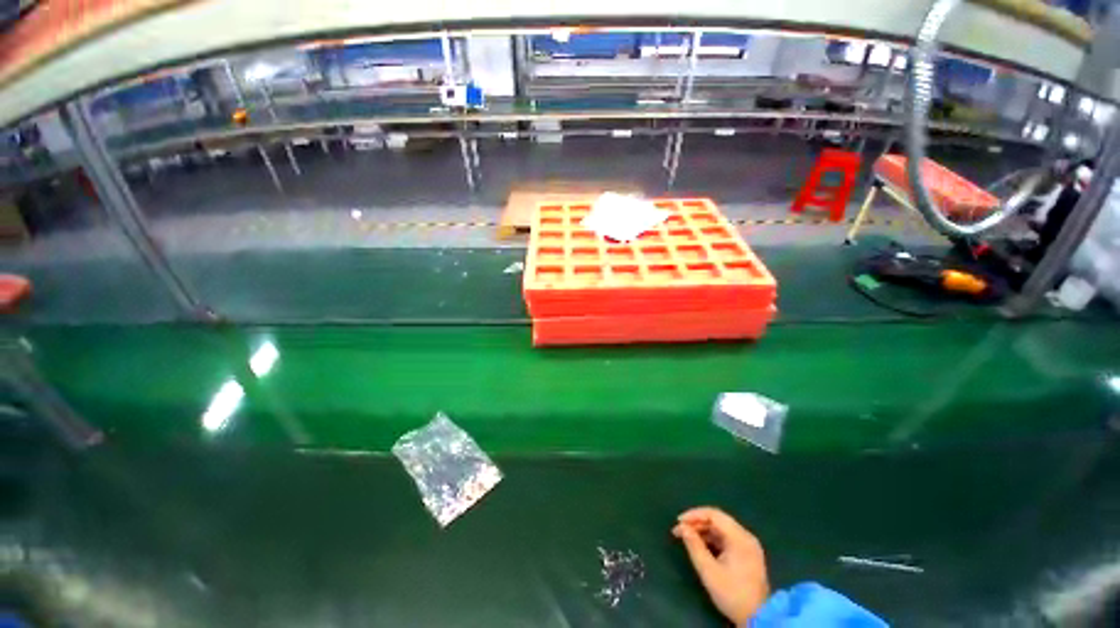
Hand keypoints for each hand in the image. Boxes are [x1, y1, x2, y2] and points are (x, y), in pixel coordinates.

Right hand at [672, 507, 769, 625]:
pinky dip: (711, 539)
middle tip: (679, 530)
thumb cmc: (733, 594)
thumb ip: (694, 546)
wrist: (758, 619)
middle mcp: (745, 537)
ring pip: (720, 529)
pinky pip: (725, 539)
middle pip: (717, 520)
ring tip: (686, 537)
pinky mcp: (746, 554)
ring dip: (702, 531)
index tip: (679, 522)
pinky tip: (699, 545)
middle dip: (696, 523)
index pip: (714, 515)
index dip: (694, 515)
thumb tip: (682, 528)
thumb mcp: (709, 571)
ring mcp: (747, 546)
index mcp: (740, 537)